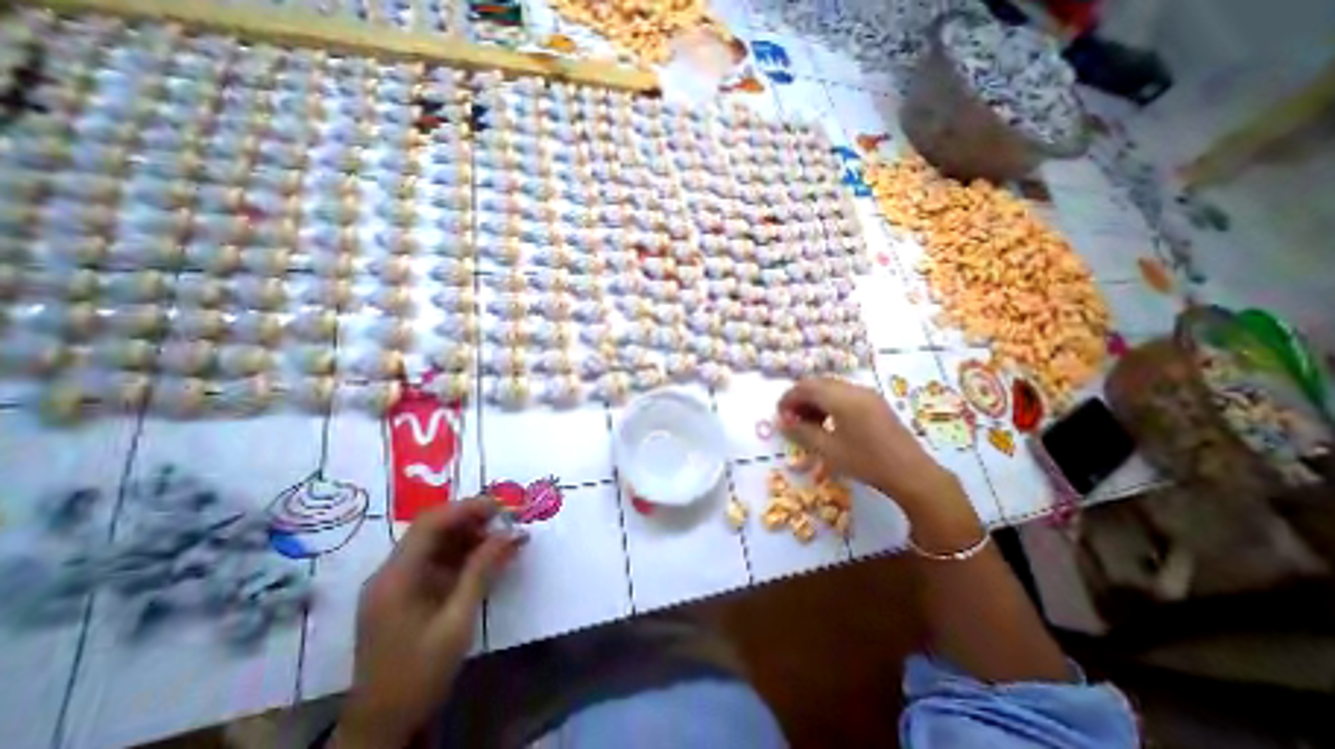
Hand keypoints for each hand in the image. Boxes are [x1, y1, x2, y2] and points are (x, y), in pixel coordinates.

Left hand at [331, 495, 524, 745]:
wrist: (381, 729)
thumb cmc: (418, 674)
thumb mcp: (457, 620)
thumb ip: (483, 570)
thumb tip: (512, 533)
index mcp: (396, 577)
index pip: (431, 524)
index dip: (467, 508)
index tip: (502, 506)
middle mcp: (392, 573)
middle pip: (433, 529)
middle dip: (472, 519)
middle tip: (507, 518)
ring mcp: (397, 583)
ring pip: (437, 543)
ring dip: (471, 535)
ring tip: (504, 536)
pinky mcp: (407, 594)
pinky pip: (437, 561)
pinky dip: (464, 554)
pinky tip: (488, 556)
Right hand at [780, 379, 965, 507]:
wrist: (912, 474)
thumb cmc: (867, 462)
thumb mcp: (829, 449)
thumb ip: (802, 432)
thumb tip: (782, 422)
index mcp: (841, 398)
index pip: (805, 387)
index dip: (788, 399)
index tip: (779, 416)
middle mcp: (854, 389)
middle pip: (817, 384)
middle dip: (800, 399)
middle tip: (791, 420)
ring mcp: (866, 394)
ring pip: (830, 388)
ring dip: (814, 401)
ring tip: (808, 424)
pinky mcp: (874, 402)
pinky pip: (844, 394)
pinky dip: (829, 403)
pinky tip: (828, 423)